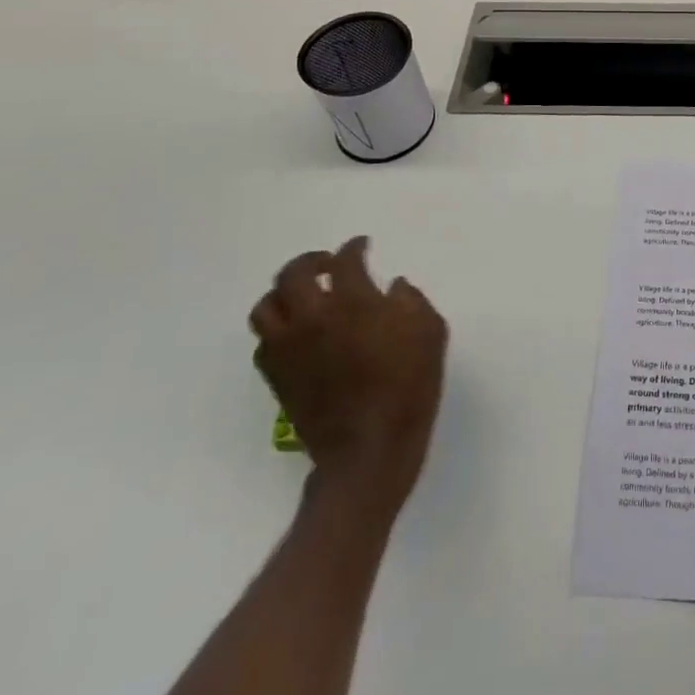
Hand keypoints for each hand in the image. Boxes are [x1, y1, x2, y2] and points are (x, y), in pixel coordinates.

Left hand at [249, 237, 447, 508]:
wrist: (369, 449)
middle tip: (329, 265)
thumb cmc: (409, 387)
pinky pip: (264, 341)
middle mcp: (313, 317)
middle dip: (311, 261)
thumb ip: (412, 301)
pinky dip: (278, 327)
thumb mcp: (430, 334)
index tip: (362, 246)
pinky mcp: (276, 377)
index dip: (354, 248)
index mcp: (353, 302)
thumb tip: (393, 287)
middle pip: (293, 274)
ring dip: (284, 293)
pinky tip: (298, 333)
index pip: (345, 261)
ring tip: (304, 296)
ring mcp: (289, 348)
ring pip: (266, 306)